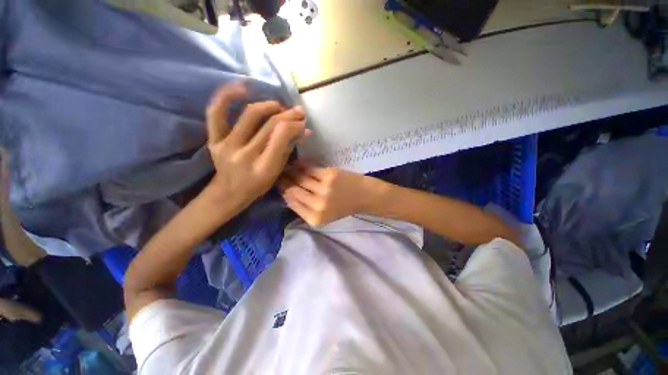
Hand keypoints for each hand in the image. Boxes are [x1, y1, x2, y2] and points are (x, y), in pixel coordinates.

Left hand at [206, 83, 308, 204]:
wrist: (229, 192)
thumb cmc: (258, 184)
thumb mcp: (278, 171)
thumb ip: (289, 149)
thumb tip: (305, 130)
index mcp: (264, 167)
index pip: (281, 135)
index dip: (295, 125)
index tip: (303, 122)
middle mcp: (245, 155)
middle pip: (270, 124)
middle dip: (288, 114)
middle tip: (297, 111)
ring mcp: (226, 146)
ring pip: (250, 115)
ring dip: (269, 106)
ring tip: (278, 106)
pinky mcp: (213, 140)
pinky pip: (215, 113)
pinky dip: (227, 96)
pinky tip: (242, 88)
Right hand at [278, 161, 385, 226]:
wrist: (367, 197)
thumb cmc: (346, 206)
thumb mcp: (325, 215)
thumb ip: (307, 207)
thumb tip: (287, 191)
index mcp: (315, 219)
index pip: (291, 203)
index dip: (283, 191)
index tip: (279, 183)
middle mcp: (317, 206)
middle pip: (293, 190)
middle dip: (284, 180)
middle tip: (280, 172)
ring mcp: (323, 190)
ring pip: (299, 178)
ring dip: (291, 171)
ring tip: (288, 166)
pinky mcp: (329, 176)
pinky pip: (310, 169)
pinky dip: (303, 165)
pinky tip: (299, 162)